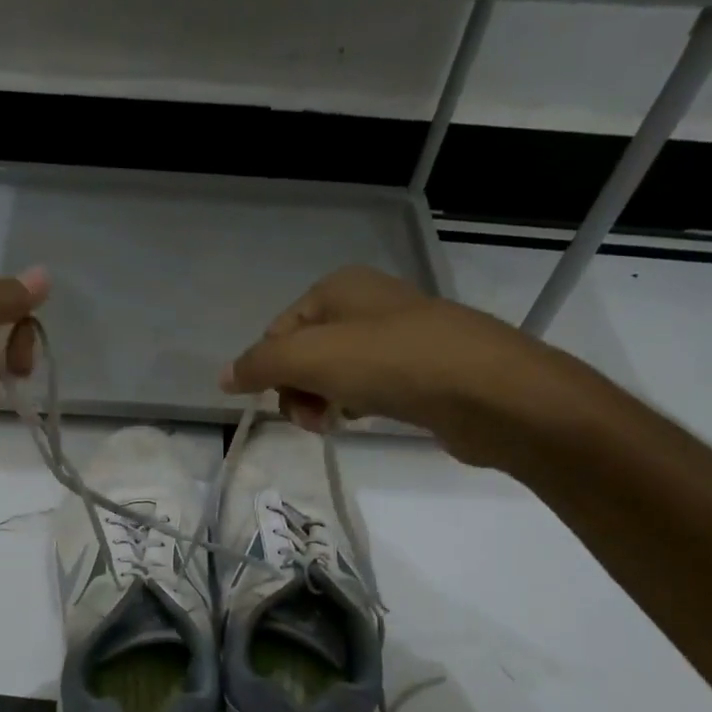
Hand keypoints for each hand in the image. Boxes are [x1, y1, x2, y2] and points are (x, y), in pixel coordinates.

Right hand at [220, 265, 586, 467]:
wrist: (487, 392)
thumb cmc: (390, 363)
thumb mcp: (309, 356)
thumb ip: (259, 364)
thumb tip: (223, 377)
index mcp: (339, 288)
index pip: (278, 331)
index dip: (269, 370)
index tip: (279, 403)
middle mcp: (367, 303)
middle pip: (305, 353)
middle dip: (297, 389)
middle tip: (311, 419)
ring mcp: (398, 336)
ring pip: (335, 373)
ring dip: (323, 401)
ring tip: (338, 423)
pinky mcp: (421, 370)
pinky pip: (369, 387)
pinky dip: (356, 405)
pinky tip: (363, 420)